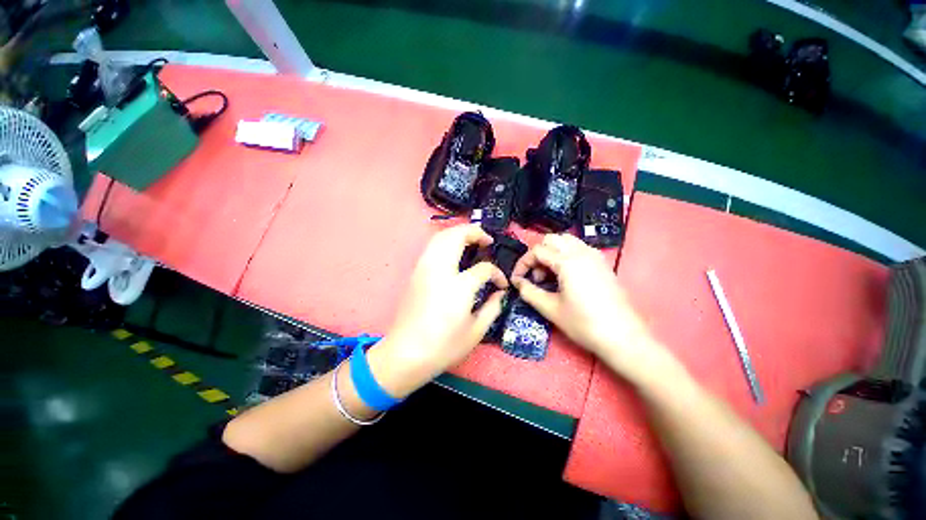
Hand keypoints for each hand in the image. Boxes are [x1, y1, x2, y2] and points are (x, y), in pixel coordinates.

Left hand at [368, 224, 507, 396]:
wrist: (405, 354)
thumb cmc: (443, 346)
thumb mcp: (476, 331)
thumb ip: (493, 307)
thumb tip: (500, 292)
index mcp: (458, 286)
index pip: (484, 268)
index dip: (497, 274)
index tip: (501, 284)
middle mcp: (439, 270)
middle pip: (457, 236)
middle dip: (475, 232)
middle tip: (487, 241)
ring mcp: (424, 268)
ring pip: (440, 236)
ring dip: (459, 233)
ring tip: (472, 242)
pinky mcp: (416, 272)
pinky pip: (431, 246)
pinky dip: (445, 241)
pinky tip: (454, 252)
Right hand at [511, 233, 667, 378]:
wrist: (623, 337)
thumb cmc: (584, 324)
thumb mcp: (551, 309)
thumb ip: (529, 292)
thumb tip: (518, 282)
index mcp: (568, 261)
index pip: (537, 251)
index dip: (523, 263)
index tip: (518, 279)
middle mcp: (582, 252)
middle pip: (551, 240)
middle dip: (538, 255)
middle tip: (536, 277)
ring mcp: (595, 256)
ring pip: (566, 241)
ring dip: (552, 253)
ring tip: (550, 276)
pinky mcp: (602, 264)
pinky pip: (579, 249)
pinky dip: (566, 255)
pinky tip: (565, 276)